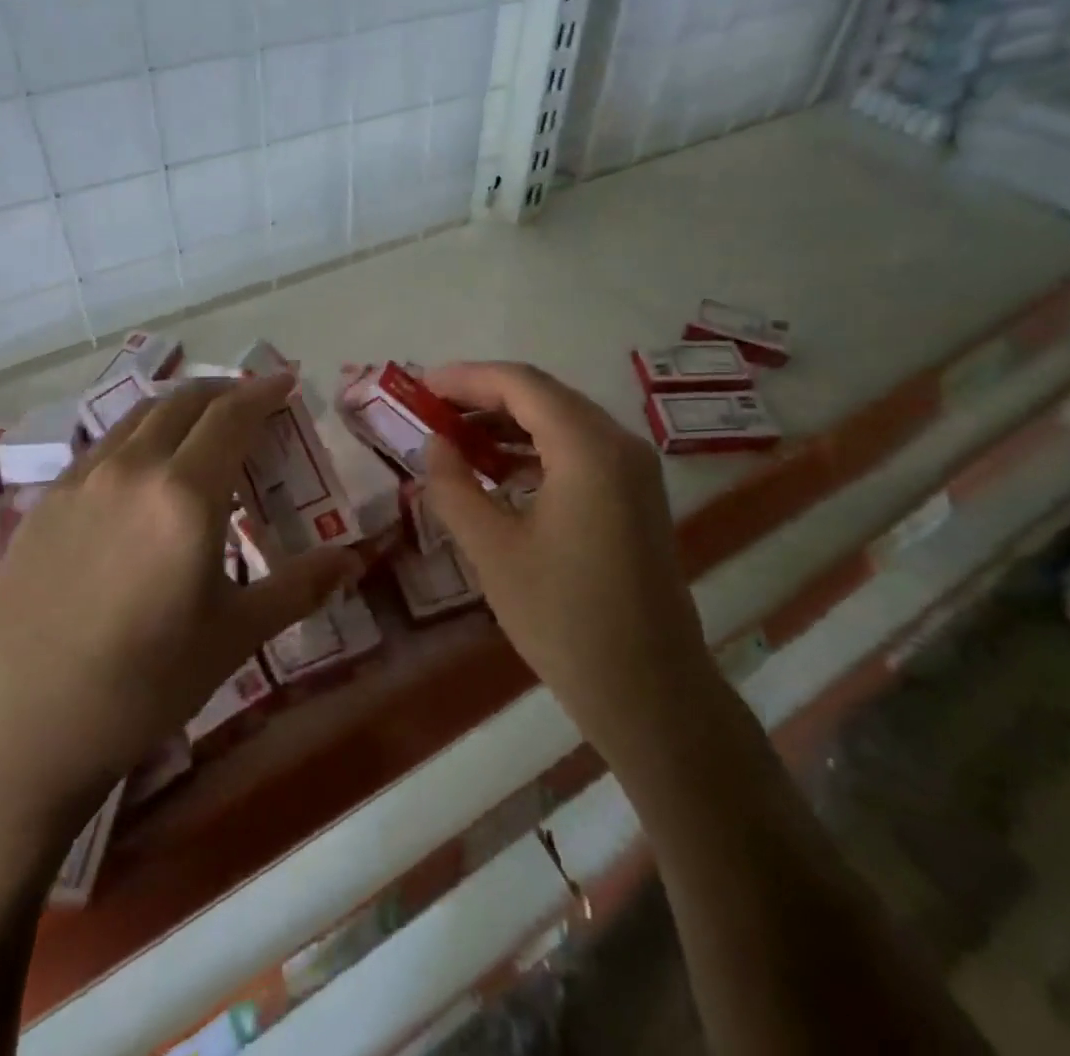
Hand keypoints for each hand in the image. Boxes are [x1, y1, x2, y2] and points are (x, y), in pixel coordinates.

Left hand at [0, 377, 359, 829]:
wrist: (17, 733)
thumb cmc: (144, 685)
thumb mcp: (235, 635)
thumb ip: (299, 587)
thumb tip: (354, 561)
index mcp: (185, 494)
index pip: (232, 415)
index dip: (264, 392)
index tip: (286, 381)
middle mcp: (131, 469)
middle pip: (184, 402)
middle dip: (224, 391)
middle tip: (251, 403)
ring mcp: (80, 482)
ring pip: (138, 417)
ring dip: (179, 407)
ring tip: (202, 426)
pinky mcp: (44, 504)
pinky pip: (104, 446)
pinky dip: (139, 435)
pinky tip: (143, 471)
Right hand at [422, 362, 721, 768]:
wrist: (648, 690)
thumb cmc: (563, 618)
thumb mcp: (492, 551)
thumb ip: (455, 487)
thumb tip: (435, 444)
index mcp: (588, 448)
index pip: (521, 384)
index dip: (466, 379)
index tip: (421, 387)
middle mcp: (619, 443)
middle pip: (543, 396)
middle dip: (484, 399)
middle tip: (431, 413)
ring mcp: (634, 469)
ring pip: (562, 421)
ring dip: (508, 424)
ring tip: (455, 440)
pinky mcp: (635, 495)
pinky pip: (579, 451)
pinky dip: (535, 450)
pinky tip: (499, 471)